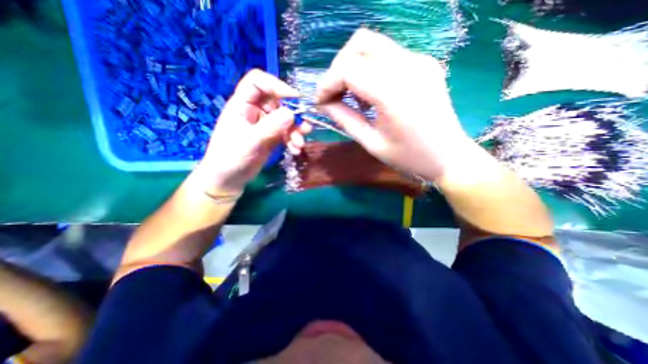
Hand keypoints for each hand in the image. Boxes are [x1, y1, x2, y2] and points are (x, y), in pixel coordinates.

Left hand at [193, 71, 309, 195]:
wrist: (229, 178)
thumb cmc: (230, 157)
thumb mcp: (250, 141)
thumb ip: (270, 127)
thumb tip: (292, 113)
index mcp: (243, 104)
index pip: (259, 82)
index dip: (277, 85)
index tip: (295, 98)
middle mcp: (256, 111)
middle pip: (279, 101)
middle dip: (294, 114)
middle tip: (305, 127)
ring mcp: (266, 124)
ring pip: (286, 119)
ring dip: (296, 130)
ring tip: (300, 144)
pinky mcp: (273, 137)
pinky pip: (287, 133)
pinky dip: (293, 140)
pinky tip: (295, 150)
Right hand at [316, 28, 473, 180]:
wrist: (448, 156)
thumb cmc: (408, 157)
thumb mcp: (371, 143)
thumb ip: (344, 119)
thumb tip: (323, 104)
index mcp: (394, 93)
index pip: (348, 68)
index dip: (327, 83)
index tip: (320, 102)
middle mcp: (408, 66)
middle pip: (359, 44)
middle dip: (338, 68)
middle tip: (335, 94)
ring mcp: (419, 60)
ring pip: (373, 44)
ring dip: (353, 66)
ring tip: (353, 96)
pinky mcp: (424, 62)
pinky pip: (387, 54)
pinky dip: (370, 68)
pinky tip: (372, 93)